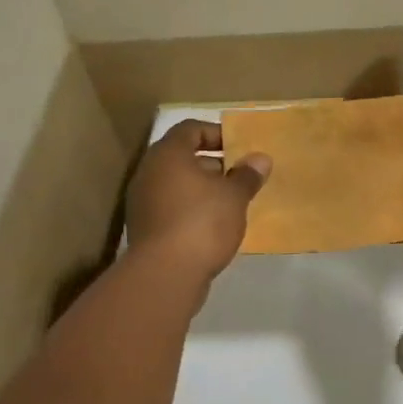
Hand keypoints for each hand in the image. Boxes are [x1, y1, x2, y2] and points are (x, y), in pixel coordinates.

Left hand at [126, 120, 271, 282]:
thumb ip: (247, 175)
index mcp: (168, 154)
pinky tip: (211, 227)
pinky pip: (170, 208)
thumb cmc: (202, 223)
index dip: (216, 133)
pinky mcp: (144, 227)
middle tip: (238, 177)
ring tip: (229, 204)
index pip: (190, 129)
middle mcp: (149, 172)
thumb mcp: (234, 196)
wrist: (165, 273)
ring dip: (201, 189)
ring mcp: (142, 201)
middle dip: (211, 164)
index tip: (239, 148)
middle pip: (181, 157)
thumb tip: (260, 159)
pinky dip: (189, 210)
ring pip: (175, 184)